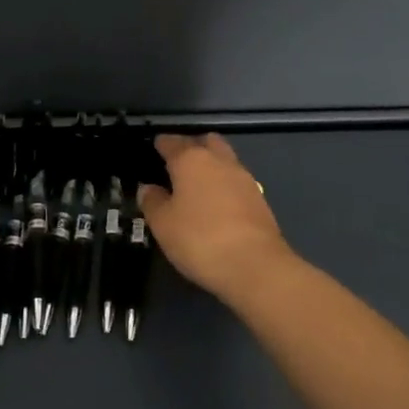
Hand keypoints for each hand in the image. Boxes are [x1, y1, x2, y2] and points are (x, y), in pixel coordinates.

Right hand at [138, 134, 295, 305]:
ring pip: (224, 159)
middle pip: (204, 141)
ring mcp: (243, 177)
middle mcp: (219, 160)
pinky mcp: (260, 198)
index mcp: (191, 159)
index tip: (152, 150)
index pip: (171, 141)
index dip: (160, 144)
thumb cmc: (200, 239)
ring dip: (211, 165)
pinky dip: (225, 185)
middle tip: (177, 166)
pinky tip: (217, 205)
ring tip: (196, 187)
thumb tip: (148, 188)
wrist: (256, 266)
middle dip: (191, 147)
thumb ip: (152, 201)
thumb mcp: (162, 224)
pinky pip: (236, 180)